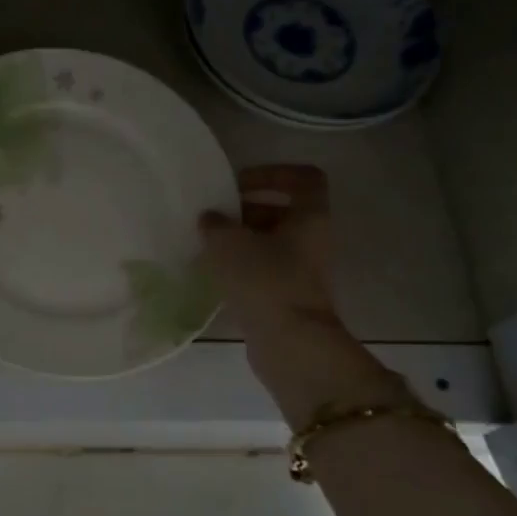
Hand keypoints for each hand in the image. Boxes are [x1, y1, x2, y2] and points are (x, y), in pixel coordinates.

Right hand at [200, 164, 409, 424]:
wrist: (289, 342)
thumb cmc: (265, 281)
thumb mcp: (229, 243)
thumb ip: (215, 224)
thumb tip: (210, 219)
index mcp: (310, 217)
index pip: (303, 178)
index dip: (272, 173)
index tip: (239, 184)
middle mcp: (311, 239)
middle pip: (280, 211)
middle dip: (244, 210)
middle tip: (212, 217)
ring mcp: (300, 270)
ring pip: (269, 242)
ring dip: (238, 240)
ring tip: (205, 244)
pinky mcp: (285, 296)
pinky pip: (262, 269)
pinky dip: (239, 266)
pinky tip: (211, 272)